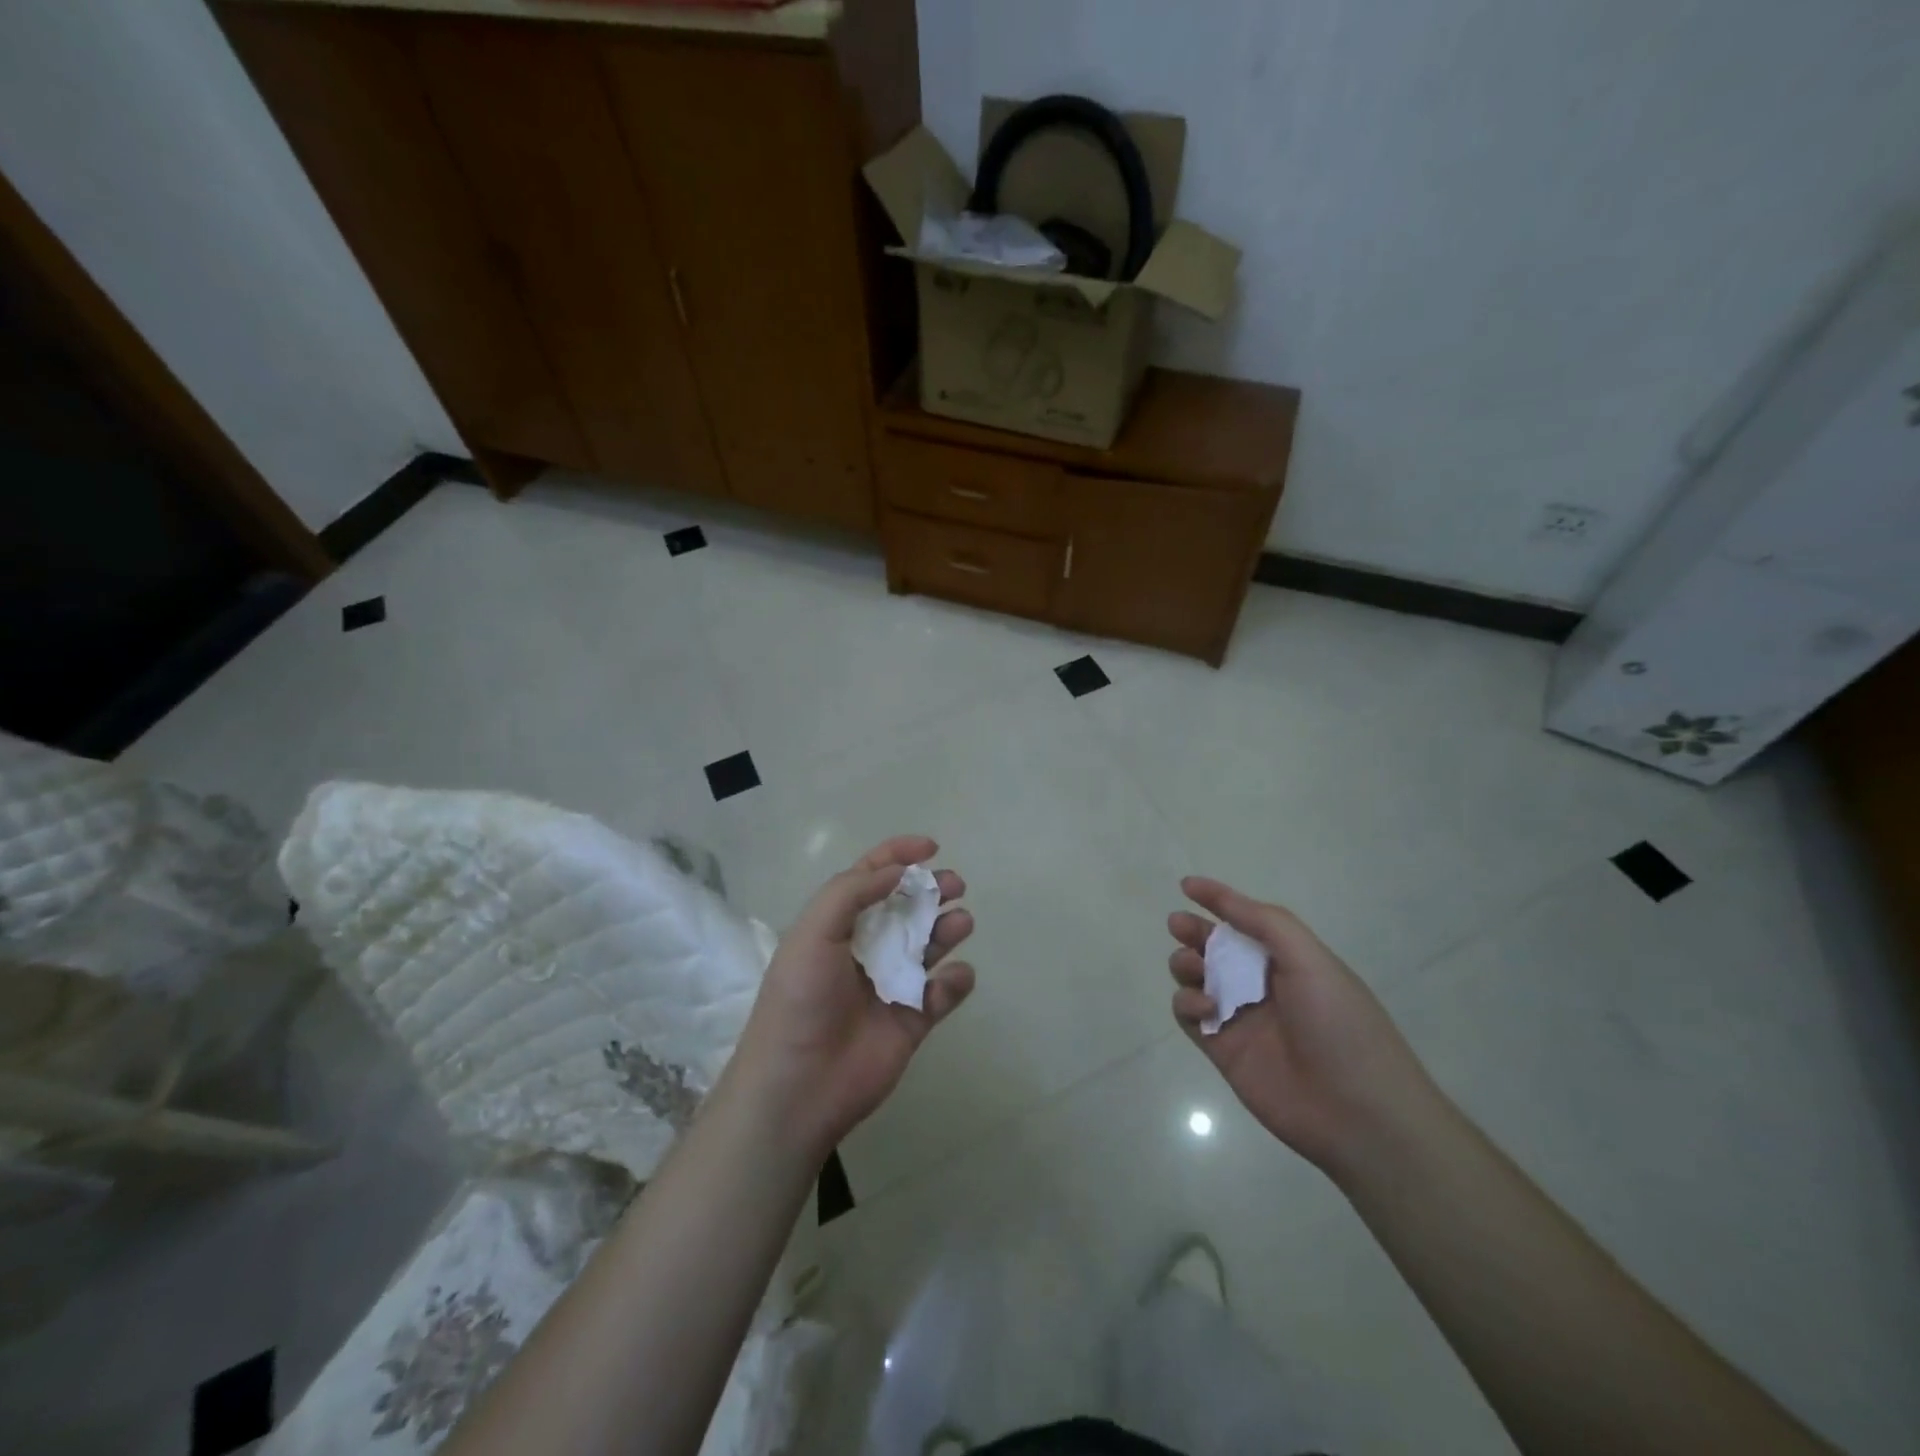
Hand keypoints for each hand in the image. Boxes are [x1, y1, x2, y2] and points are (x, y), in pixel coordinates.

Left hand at [728, 836, 974, 1159]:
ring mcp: (891, 985)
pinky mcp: (911, 1021)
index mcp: (838, 926)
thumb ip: (851, 893)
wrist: (798, 1087)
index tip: (931, 846)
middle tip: (954, 885)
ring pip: (929, 945)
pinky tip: (954, 976)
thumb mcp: (813, 933)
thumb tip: (896, 870)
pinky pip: (942, 994)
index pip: (870, 878)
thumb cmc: (800, 1000)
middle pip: (907, 908)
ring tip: (960, 922)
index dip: (899, 856)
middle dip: (932, 890)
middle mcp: (866, 949)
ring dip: (947, 927)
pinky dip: (955, 981)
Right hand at [1169, 877, 1438, 1179]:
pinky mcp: (1223, 1050)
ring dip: (1186, 964)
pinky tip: (1204, 1006)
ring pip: (1197, 978)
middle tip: (1178, 925)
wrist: (1359, 1115)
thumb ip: (1266, 922)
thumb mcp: (1312, 960)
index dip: (1219, 901)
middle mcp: (1262, 985)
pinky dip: (1187, 1003)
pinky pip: (1190, 1016)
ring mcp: (1241, 1018)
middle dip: (1194, 932)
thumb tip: (1220, 896)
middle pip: (1216, 948)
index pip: (1247, 921)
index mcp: (1290, 960)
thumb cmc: (1341, 1026)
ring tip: (1192, 966)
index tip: (1187, 886)